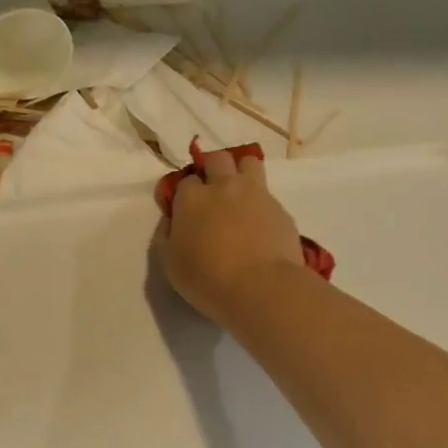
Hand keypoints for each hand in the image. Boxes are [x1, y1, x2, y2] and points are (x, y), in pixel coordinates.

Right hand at [159, 149, 303, 325]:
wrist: (262, 288)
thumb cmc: (207, 279)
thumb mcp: (170, 263)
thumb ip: (166, 235)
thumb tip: (171, 220)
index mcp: (192, 198)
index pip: (186, 180)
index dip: (186, 193)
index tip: (187, 210)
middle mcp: (223, 186)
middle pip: (218, 159)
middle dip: (213, 169)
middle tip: (213, 193)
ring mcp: (255, 194)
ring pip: (249, 162)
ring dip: (242, 173)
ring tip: (240, 197)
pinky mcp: (281, 209)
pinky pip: (269, 196)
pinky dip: (262, 205)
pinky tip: (261, 228)